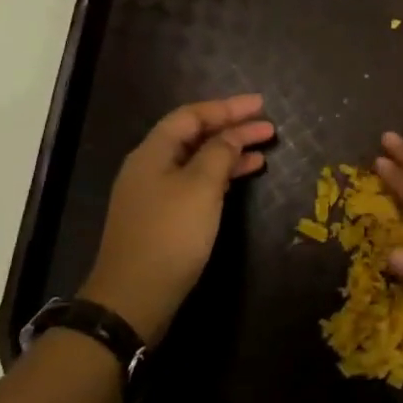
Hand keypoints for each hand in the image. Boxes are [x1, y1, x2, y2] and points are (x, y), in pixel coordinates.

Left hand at [78, 94, 275, 344]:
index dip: (227, 108)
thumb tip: (232, 135)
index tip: (260, 105)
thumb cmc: (169, 235)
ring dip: (229, 153)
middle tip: (268, 127)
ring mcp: (155, 194)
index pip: (191, 115)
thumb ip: (219, 154)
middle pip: (194, 136)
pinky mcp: (163, 218)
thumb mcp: (200, 188)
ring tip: (263, 151)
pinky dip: (220, 176)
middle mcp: (150, 167)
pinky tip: (241, 179)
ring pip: (197, 161)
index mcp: (153, 152)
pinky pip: (195, 183)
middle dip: (231, 129)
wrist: (134, 297)